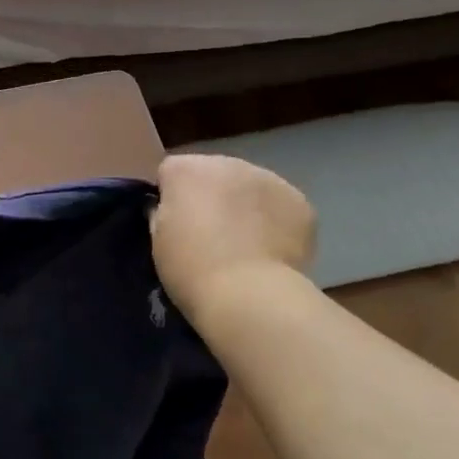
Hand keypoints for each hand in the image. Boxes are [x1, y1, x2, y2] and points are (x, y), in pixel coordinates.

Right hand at [151, 154, 315, 318]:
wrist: (249, 295)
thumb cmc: (191, 268)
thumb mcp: (158, 239)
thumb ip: (164, 213)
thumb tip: (174, 210)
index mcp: (185, 169)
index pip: (171, 172)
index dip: (172, 197)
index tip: (175, 225)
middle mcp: (226, 162)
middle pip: (214, 173)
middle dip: (212, 196)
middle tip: (212, 235)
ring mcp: (268, 178)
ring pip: (250, 187)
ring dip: (246, 206)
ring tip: (246, 245)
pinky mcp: (299, 201)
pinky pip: (280, 206)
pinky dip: (275, 222)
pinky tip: (272, 250)